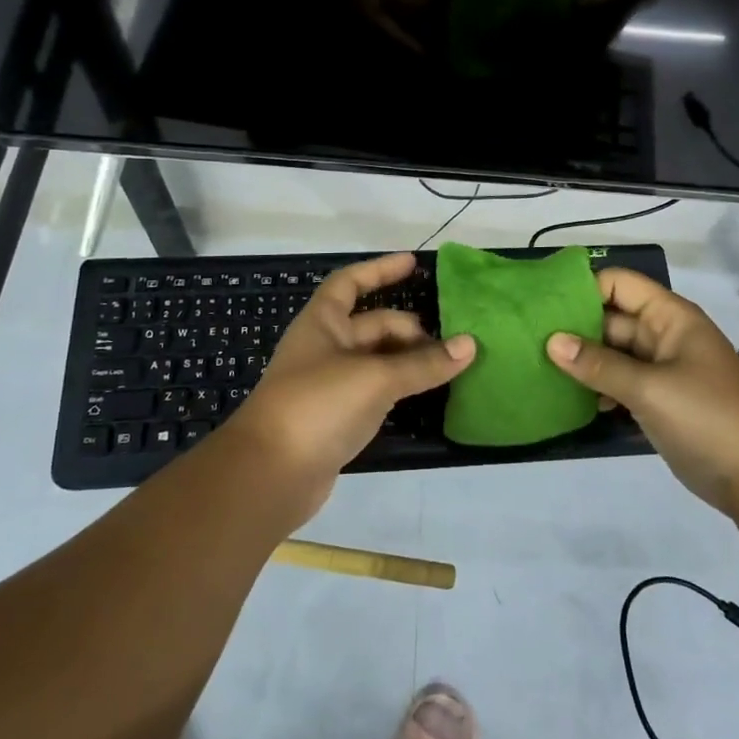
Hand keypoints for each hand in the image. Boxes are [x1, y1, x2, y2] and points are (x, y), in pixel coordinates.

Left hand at [230, 253, 475, 524]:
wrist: (269, 475)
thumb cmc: (317, 406)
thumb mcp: (375, 377)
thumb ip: (424, 363)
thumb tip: (470, 344)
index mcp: (322, 323)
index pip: (351, 283)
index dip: (380, 270)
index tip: (414, 263)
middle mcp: (325, 348)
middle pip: (373, 325)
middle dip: (409, 330)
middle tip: (450, 344)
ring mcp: (330, 385)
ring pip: (377, 361)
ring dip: (409, 361)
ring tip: (450, 366)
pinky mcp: (337, 418)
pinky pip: (376, 392)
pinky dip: (401, 389)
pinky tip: (428, 395)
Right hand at [545, 268, 738, 517]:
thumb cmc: (708, 417)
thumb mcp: (649, 388)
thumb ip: (599, 364)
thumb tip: (551, 342)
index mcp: (669, 317)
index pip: (618, 284)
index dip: (583, 289)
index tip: (543, 306)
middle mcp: (664, 336)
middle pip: (611, 319)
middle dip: (575, 329)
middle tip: (529, 341)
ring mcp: (662, 370)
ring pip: (613, 354)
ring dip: (583, 361)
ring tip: (540, 370)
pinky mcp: (659, 401)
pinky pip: (620, 383)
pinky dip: (598, 388)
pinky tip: (571, 401)